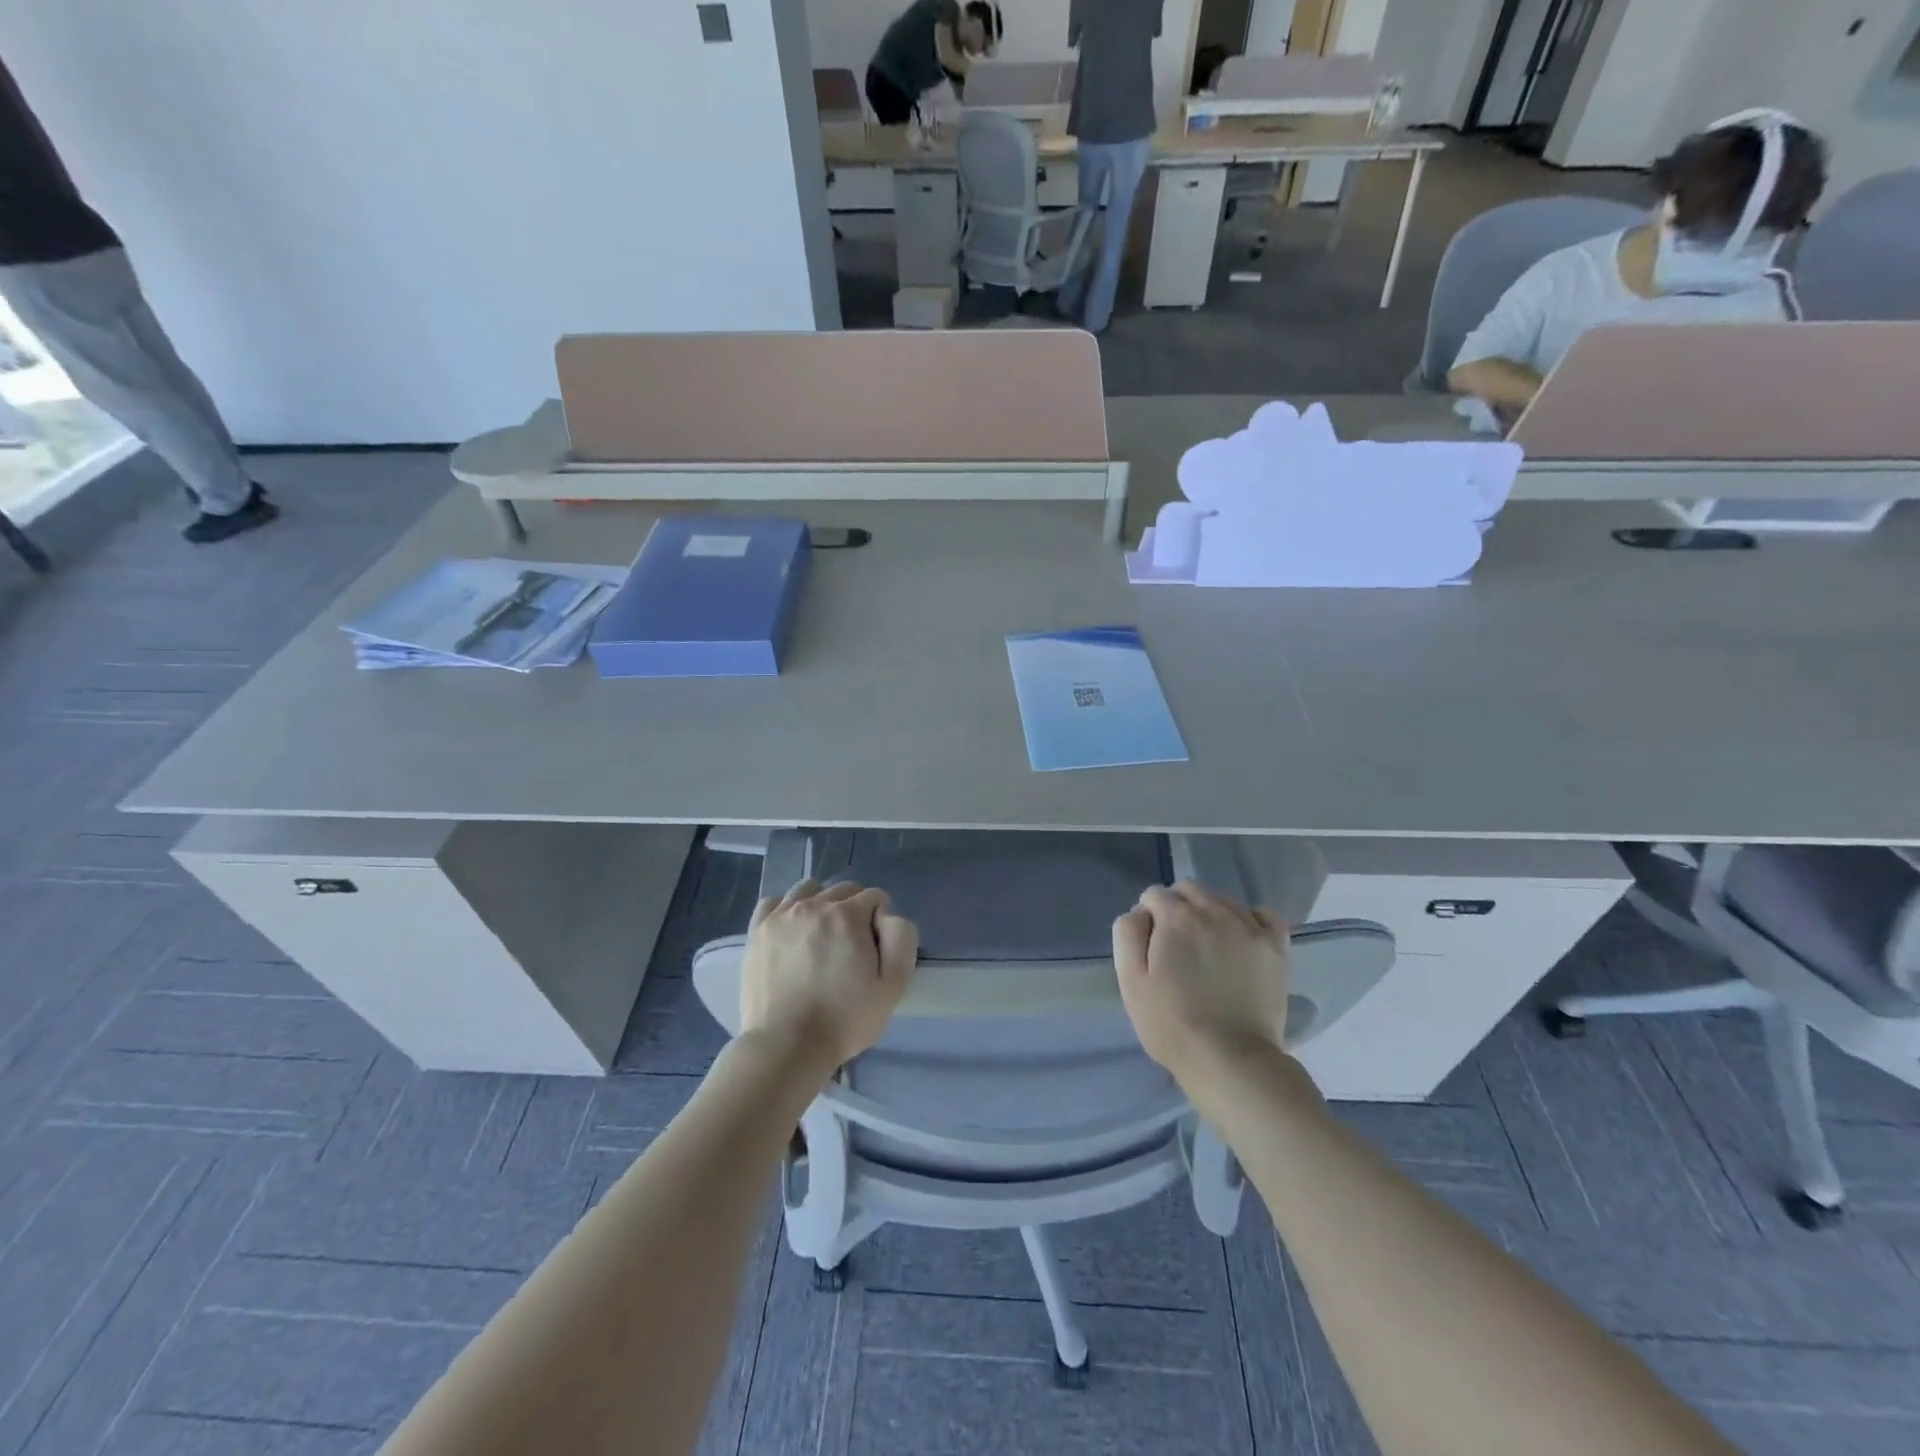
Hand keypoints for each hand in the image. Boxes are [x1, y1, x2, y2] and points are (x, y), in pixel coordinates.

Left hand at [740, 880, 916, 1069]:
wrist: (787, 1045)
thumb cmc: (845, 1019)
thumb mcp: (893, 985)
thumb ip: (901, 938)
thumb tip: (886, 914)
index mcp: (848, 915)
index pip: (875, 897)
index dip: (880, 921)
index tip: (875, 950)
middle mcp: (814, 905)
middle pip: (843, 890)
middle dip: (854, 910)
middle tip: (851, 947)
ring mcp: (781, 915)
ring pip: (809, 889)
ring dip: (822, 903)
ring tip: (821, 935)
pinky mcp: (757, 930)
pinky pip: (774, 902)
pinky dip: (787, 909)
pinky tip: (792, 930)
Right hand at [1112, 882, 1290, 1082]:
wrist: (1230, 1059)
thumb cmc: (1171, 1023)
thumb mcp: (1130, 980)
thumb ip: (1128, 934)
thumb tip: (1139, 912)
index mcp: (1176, 917)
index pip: (1154, 895)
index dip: (1147, 918)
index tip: (1150, 947)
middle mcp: (1213, 911)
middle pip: (1189, 889)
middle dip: (1177, 907)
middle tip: (1175, 946)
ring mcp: (1249, 926)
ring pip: (1222, 899)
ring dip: (1209, 912)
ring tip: (1207, 947)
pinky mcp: (1275, 947)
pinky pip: (1264, 914)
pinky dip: (1250, 919)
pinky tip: (1242, 939)